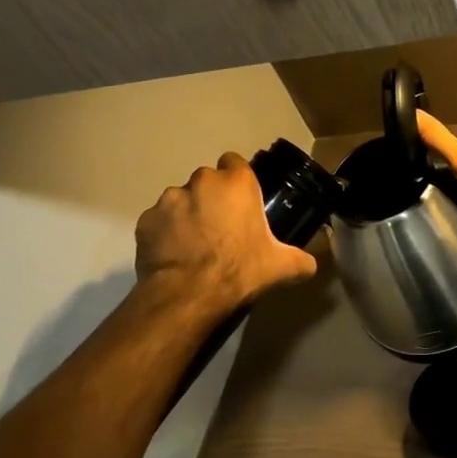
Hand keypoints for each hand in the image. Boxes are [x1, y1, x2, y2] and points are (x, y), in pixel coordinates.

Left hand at [134, 152, 317, 316]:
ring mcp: (169, 199)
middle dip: (212, 198)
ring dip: (187, 214)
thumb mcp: (281, 267)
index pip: (236, 162)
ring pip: (180, 199)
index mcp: (236, 183)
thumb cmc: (239, 270)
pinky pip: (159, 221)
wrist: (188, 295)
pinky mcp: (145, 220)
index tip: (242, 201)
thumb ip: (301, 260)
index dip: (238, 180)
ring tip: (194, 244)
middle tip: (221, 227)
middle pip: (207, 181)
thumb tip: (311, 264)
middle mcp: (201, 181)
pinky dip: (165, 233)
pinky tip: (173, 255)